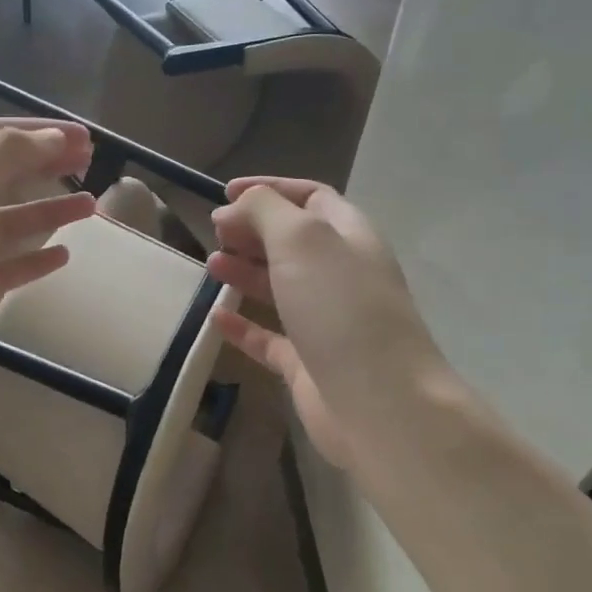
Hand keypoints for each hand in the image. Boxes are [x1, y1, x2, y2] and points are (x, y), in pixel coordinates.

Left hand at [0, 118, 95, 416]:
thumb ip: (9, 155)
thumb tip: (55, 136)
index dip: (41, 131)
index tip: (87, 137)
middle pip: (5, 174)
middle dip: (47, 164)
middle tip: (91, 165)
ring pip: (10, 222)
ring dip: (49, 210)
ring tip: (91, 208)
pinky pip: (7, 267)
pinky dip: (35, 259)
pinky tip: (63, 256)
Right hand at [206, 177, 459, 472]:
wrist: (378, 402)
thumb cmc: (340, 307)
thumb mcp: (301, 239)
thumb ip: (265, 210)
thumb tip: (234, 209)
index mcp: (349, 236)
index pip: (310, 198)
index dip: (269, 189)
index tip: (224, 193)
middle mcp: (340, 275)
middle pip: (292, 242)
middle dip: (253, 231)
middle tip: (215, 232)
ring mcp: (325, 322)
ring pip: (280, 287)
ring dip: (245, 272)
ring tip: (212, 266)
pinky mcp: (308, 364)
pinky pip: (270, 338)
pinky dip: (243, 326)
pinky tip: (215, 318)